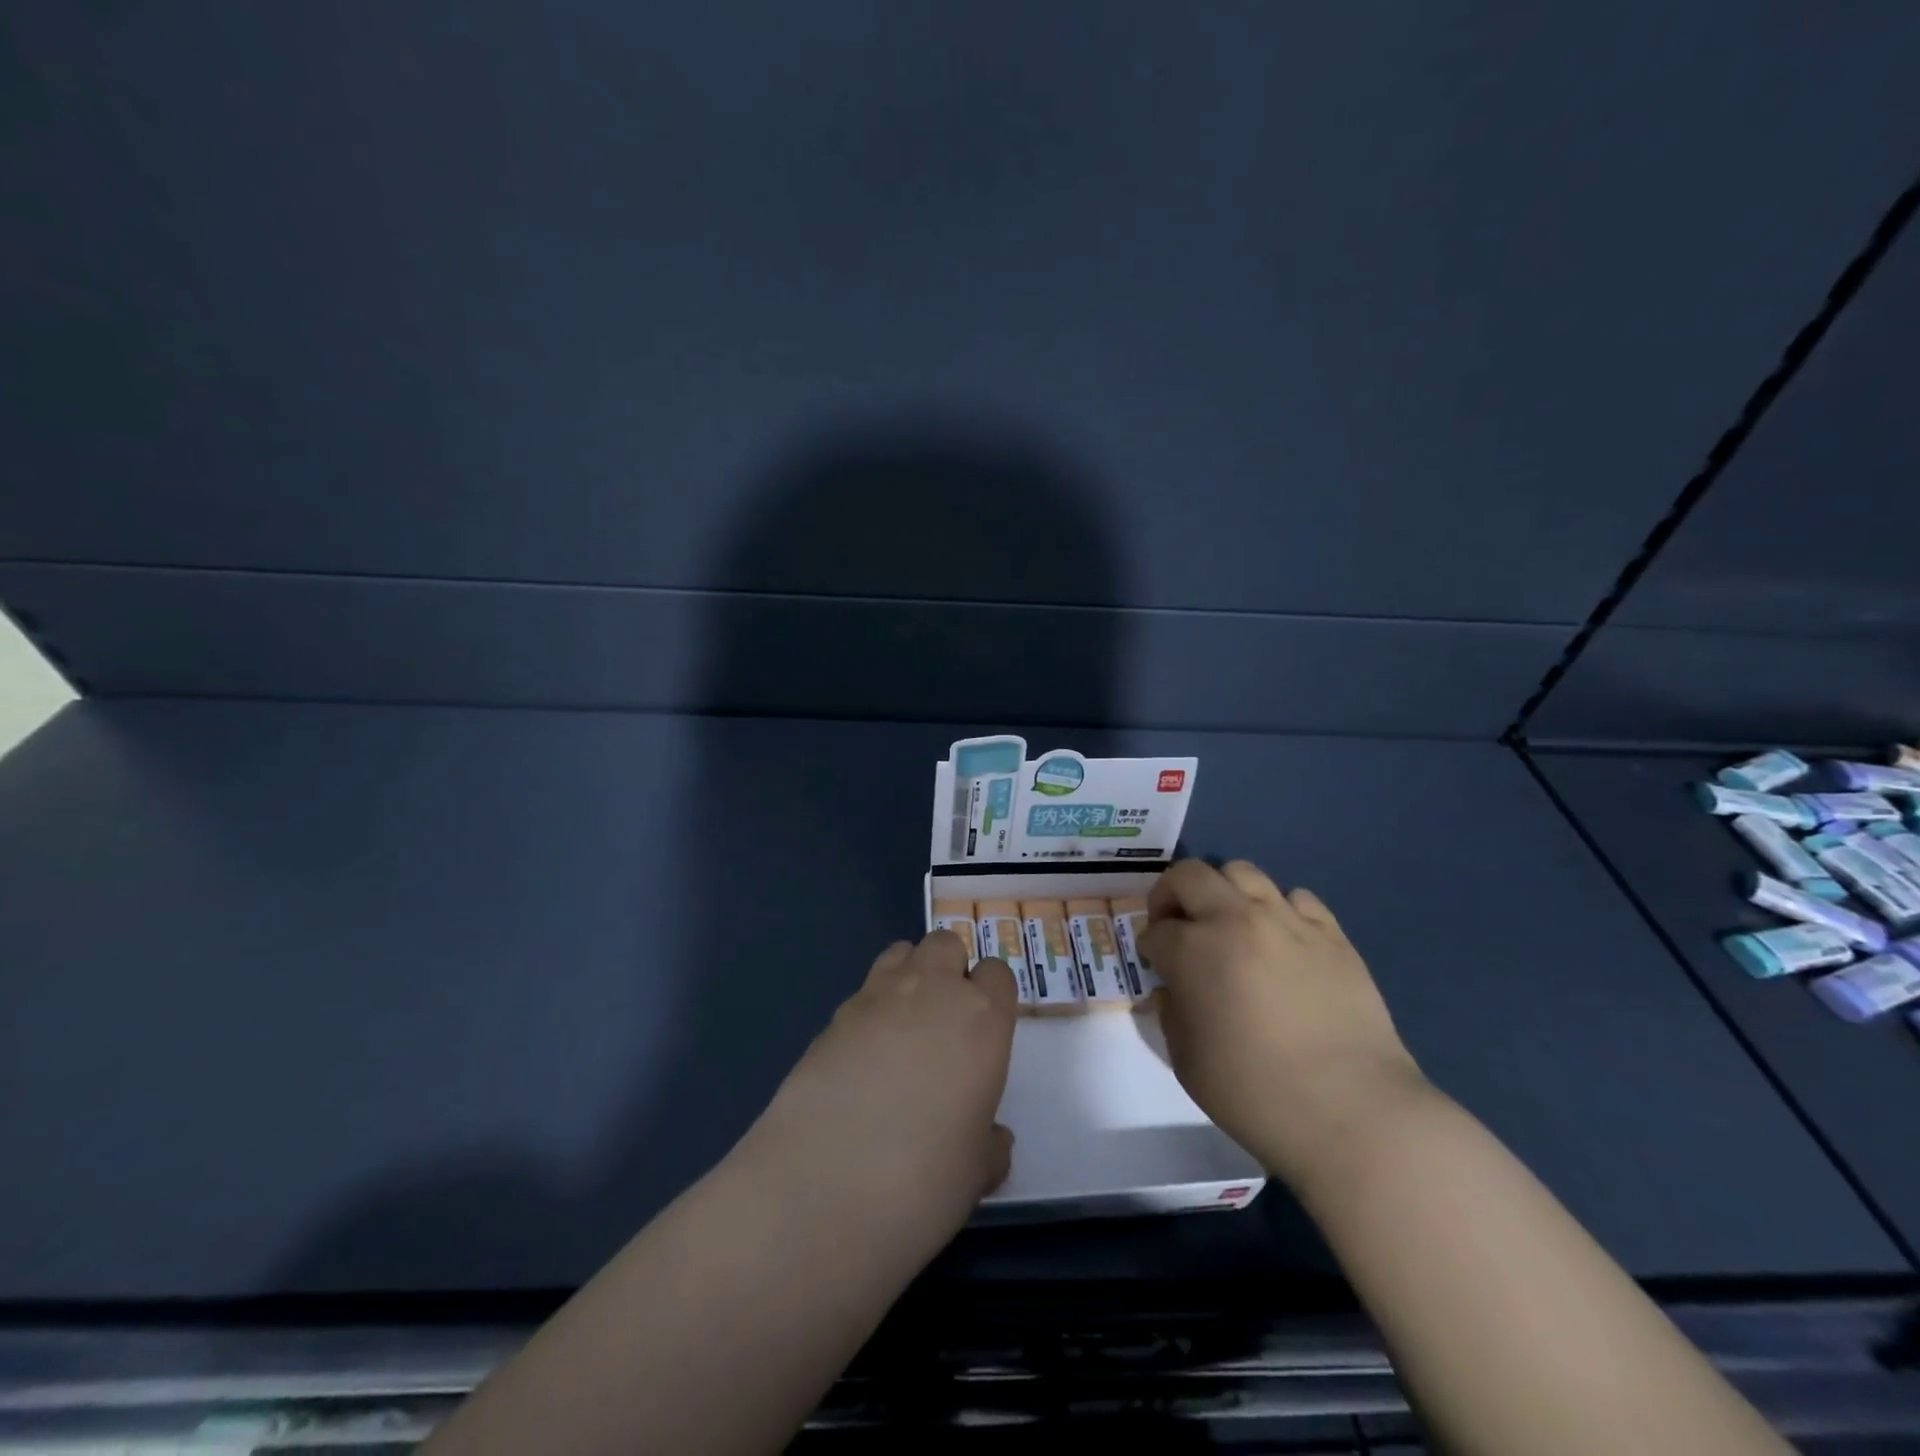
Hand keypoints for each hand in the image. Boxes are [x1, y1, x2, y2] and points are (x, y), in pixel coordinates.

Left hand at [746, 931, 1018, 1254]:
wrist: (825, 1188)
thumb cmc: (925, 1179)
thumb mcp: (976, 1171)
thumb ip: (988, 1143)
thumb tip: (990, 1139)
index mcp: (982, 1018)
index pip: (998, 973)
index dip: (992, 996)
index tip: (985, 1031)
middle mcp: (932, 991)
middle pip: (946, 944)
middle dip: (949, 970)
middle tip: (944, 1023)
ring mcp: (876, 996)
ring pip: (901, 952)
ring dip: (909, 975)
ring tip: (902, 1028)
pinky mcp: (832, 1016)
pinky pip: (862, 993)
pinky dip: (869, 1011)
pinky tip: (861, 1060)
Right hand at [1142, 859, 1427, 1189]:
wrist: (1352, 1112)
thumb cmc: (1255, 1092)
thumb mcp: (1186, 1061)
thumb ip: (1171, 1013)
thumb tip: (1173, 990)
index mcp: (1193, 949)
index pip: (1156, 930)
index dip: (1149, 947)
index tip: (1156, 967)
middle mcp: (1235, 919)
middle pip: (1189, 875)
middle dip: (1171, 895)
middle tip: (1177, 926)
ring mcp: (1287, 921)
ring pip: (1243, 872)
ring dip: (1224, 892)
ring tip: (1229, 925)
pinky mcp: (1332, 934)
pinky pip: (1298, 898)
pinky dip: (1279, 909)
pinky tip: (1282, 941)